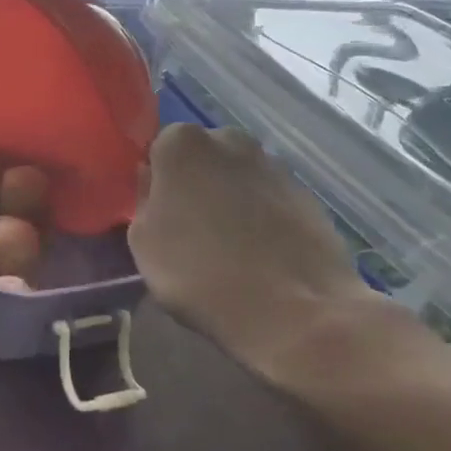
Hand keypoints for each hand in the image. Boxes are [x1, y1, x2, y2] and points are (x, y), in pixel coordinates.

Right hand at [127, 125, 375, 381]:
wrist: (291, 309)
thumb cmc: (197, 272)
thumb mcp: (142, 241)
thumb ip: (144, 200)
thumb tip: (153, 183)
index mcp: (183, 144)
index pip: (159, 147)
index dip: (157, 179)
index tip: (157, 209)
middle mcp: (231, 141)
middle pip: (203, 156)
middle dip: (195, 181)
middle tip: (187, 225)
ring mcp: (275, 166)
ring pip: (238, 176)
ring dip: (229, 198)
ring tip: (225, 244)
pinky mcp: (308, 196)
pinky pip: (269, 199)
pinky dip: (260, 217)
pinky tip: (256, 253)